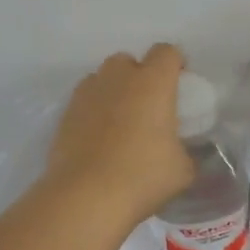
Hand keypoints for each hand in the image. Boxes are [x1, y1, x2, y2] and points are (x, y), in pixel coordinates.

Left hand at [45, 44, 194, 220]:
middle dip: (139, 75)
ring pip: (102, 78)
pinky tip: (98, 137)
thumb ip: (184, 151)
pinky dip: (93, 110)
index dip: (175, 63)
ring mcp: (87, 93)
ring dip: (113, 90)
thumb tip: (178, 152)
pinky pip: (84, 101)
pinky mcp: (65, 114)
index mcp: (153, 83)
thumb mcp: (182, 169)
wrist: (86, 196)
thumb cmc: (142, 176)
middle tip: (148, 105)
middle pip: (129, 60)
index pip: (166, 52)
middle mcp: (118, 78)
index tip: (180, 82)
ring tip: (120, 120)